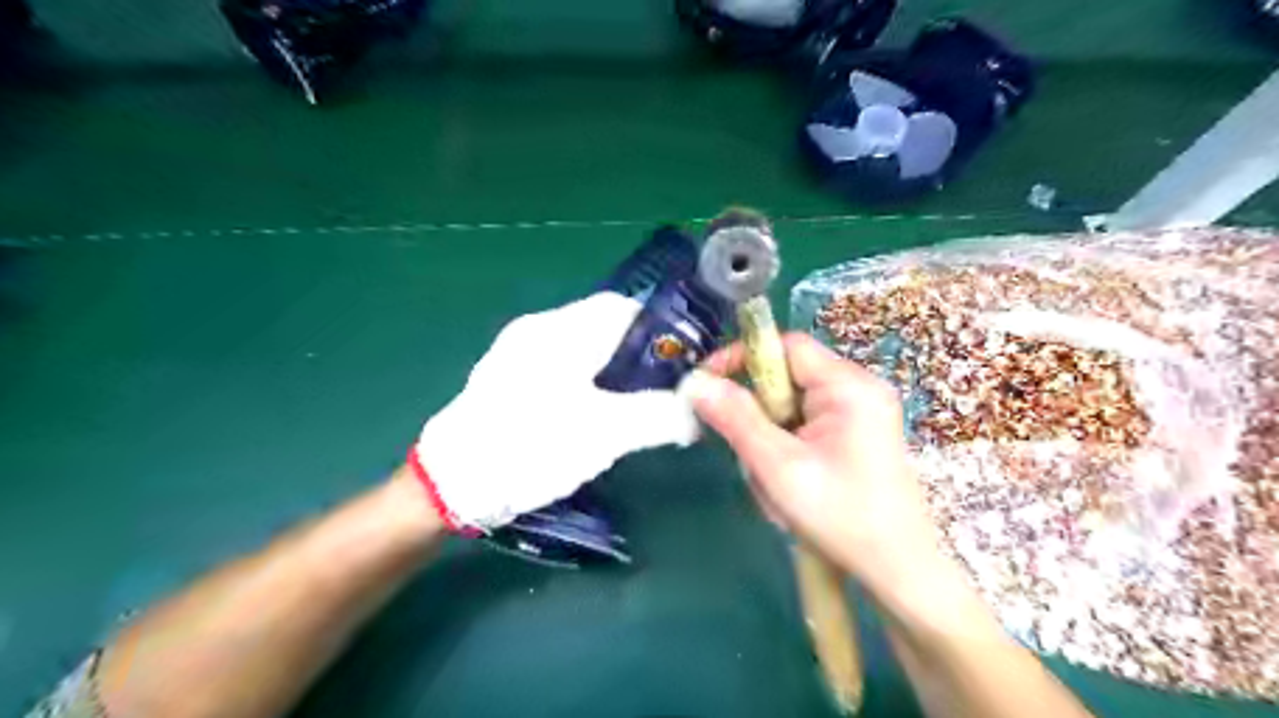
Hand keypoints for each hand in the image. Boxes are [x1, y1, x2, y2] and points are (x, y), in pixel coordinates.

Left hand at [413, 291, 698, 533]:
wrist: (450, 485)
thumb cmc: (530, 448)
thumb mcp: (604, 434)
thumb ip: (658, 416)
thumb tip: (698, 413)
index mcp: (560, 332)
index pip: (623, 307)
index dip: (659, 327)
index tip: (683, 358)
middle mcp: (537, 330)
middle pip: (603, 326)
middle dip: (638, 352)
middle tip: (663, 387)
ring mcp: (518, 353)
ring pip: (583, 347)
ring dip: (613, 368)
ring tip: (634, 403)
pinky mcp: (508, 378)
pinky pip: (562, 366)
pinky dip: (588, 380)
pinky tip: (593, 413)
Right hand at [690, 334, 935, 592]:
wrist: (899, 571)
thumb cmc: (842, 517)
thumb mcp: (779, 467)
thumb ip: (736, 419)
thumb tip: (697, 384)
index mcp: (849, 387)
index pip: (787, 346)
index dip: (743, 357)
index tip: (708, 385)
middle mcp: (858, 388)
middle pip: (787, 377)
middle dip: (757, 413)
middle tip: (745, 452)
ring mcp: (860, 412)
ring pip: (791, 406)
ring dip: (769, 438)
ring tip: (772, 482)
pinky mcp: (856, 434)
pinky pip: (805, 425)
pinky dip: (785, 449)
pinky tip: (788, 485)